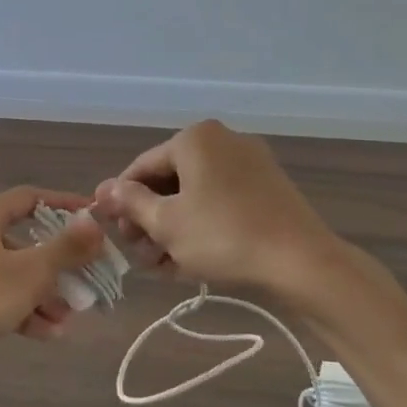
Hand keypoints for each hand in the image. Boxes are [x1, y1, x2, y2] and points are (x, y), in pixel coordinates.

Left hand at [0, 187, 106, 367]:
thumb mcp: (27, 273)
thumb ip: (65, 248)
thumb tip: (95, 221)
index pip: (32, 198)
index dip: (66, 207)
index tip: (95, 221)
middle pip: (24, 240)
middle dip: (58, 264)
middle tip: (87, 283)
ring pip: (10, 273)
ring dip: (42, 293)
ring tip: (68, 319)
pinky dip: (18, 309)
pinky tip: (44, 334)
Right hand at [95, 120, 346, 301]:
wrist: (302, 262)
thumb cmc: (223, 237)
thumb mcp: (167, 223)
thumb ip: (131, 203)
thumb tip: (104, 189)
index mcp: (194, 139)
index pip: (142, 167)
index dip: (122, 201)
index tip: (112, 232)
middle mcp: (222, 141)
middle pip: (170, 180)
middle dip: (150, 220)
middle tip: (140, 255)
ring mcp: (250, 163)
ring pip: (196, 195)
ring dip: (174, 228)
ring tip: (162, 267)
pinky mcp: (268, 188)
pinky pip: (222, 201)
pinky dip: (203, 226)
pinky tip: (192, 260)